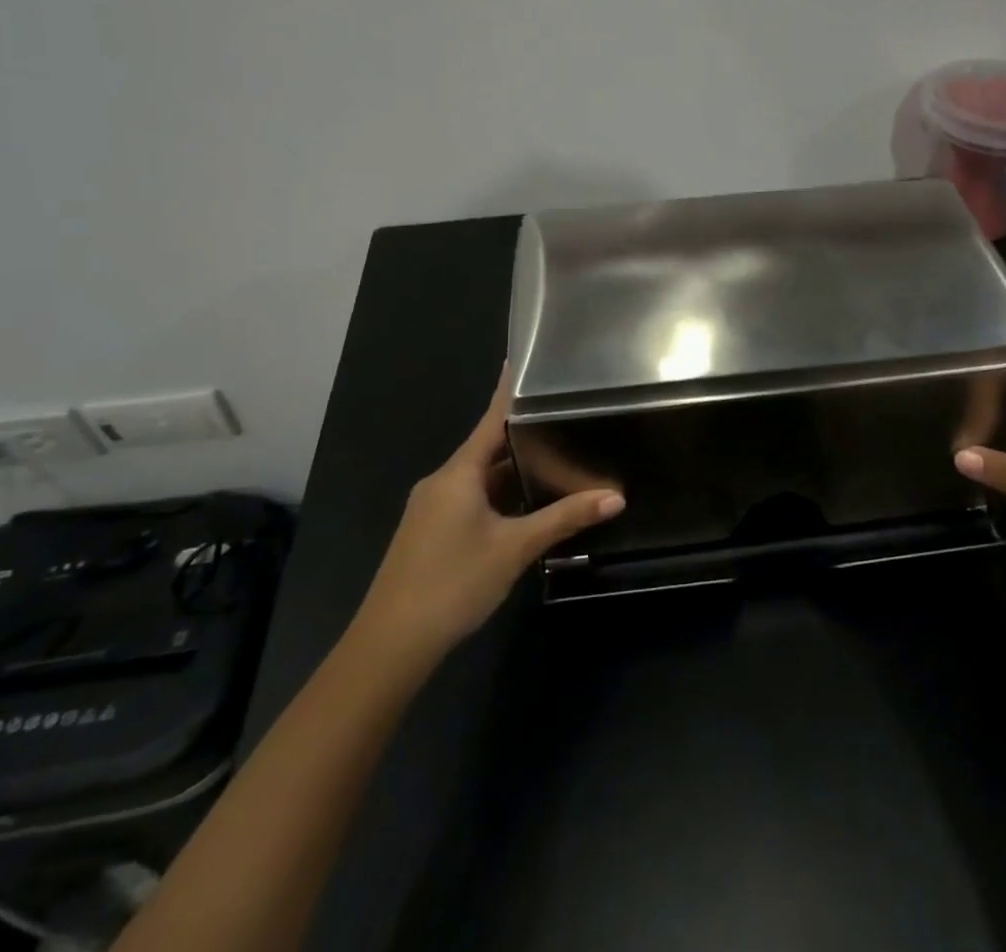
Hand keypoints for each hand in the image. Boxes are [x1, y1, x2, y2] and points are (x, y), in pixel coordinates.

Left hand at [354, 369, 624, 661]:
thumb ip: (564, 518)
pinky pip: (471, 499)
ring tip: (556, 458)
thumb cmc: (453, 582)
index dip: (509, 391)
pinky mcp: (431, 532)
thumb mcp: (514, 548)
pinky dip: (499, 495)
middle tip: (563, 417)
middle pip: (488, 448)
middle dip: (523, 436)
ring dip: (513, 471)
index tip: (523, 361)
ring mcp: (433, 508)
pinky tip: (526, 506)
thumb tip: (615, 497)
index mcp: (458, 473)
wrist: (390, 644)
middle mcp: (443, 482)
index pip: (491, 419)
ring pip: (480, 478)